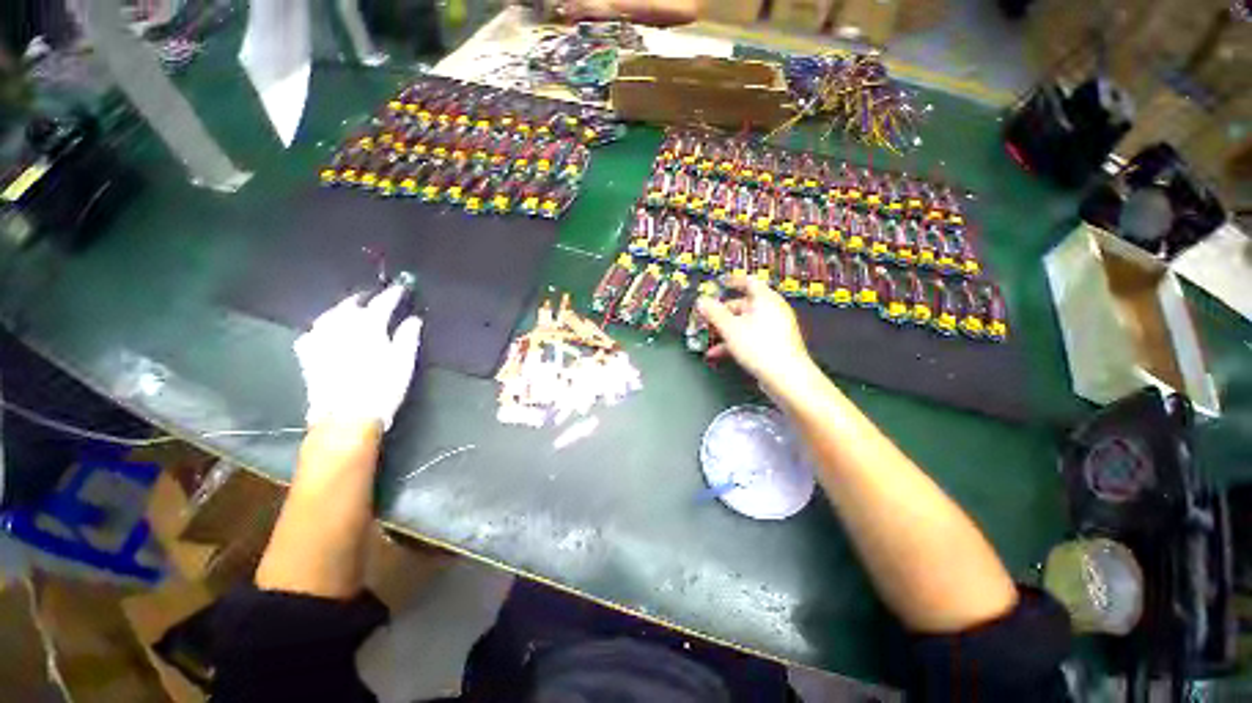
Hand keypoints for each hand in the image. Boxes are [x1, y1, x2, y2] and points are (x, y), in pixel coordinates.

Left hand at [294, 285, 422, 430]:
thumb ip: (407, 336)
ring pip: (329, 315)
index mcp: (367, 328)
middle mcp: (340, 328)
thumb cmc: (382, 388)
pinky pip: (312, 332)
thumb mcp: (403, 362)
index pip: (381, 304)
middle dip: (364, 298)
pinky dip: (322, 326)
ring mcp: (320, 341)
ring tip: (351, 308)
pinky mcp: (308, 356)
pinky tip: (325, 329)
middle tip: (375, 297)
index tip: (401, 288)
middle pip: (350, 305)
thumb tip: (413, 319)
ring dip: (341, 309)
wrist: (346, 417)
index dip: (392, 295)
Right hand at [696, 275, 814, 391]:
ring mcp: (774, 329)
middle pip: (743, 305)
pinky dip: (734, 342)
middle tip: (707, 317)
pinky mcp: (773, 345)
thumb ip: (714, 313)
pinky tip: (718, 353)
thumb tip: (702, 301)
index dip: (733, 281)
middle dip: (722, 312)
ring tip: (709, 338)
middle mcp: (772, 311)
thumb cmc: (761, 348)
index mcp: (765, 300)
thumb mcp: (730, 328)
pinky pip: (750, 337)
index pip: (749, 282)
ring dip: (725, 330)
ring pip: (744, 324)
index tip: (720, 284)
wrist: (786, 377)